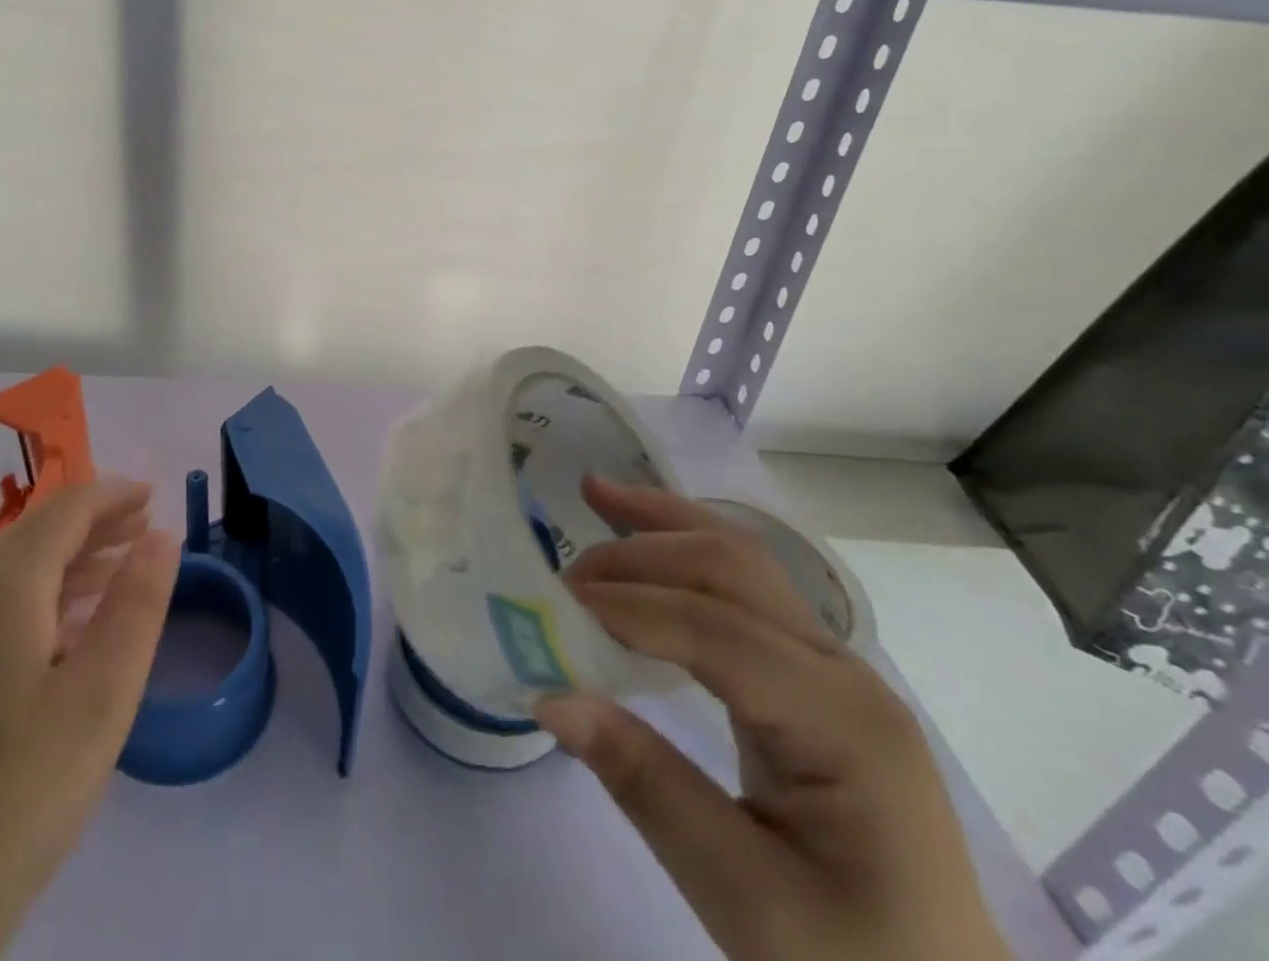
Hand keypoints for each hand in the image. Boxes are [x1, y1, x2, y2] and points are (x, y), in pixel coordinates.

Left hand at [0, 481, 179, 960]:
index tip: (156, 496)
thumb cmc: (11, 800)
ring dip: (65, 565)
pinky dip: (31, 599)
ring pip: (6, 570)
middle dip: (94, 529)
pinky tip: (58, 633)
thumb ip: (138, 604)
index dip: (115, 495)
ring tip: (115, 575)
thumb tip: (161, 536)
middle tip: (145, 535)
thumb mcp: (100, 698)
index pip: (66, 508)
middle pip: (34, 534)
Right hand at [535, 479, 1011, 960]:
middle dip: (644, 551)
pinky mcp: (812, 678)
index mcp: (844, 722)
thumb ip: (649, 789)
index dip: (632, 607)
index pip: (719, 630)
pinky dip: (685, 553)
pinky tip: (648, 545)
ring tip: (598, 494)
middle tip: (565, 568)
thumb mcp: (747, 901)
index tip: (555, 604)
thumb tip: (551, 696)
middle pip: (736, 569)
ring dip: (666, 525)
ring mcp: (834, 668)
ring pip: (743, 561)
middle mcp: (844, 672)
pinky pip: (743, 593)